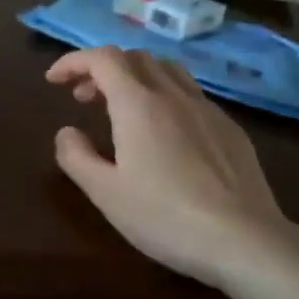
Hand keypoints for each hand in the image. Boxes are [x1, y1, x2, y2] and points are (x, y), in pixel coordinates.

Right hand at [47, 46, 296, 287]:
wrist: (244, 240)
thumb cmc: (165, 217)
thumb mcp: (105, 193)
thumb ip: (76, 157)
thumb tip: (67, 132)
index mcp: (138, 104)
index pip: (102, 59)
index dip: (73, 61)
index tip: (53, 80)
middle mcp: (174, 95)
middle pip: (135, 58)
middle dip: (102, 69)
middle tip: (83, 98)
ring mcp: (208, 110)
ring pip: (167, 70)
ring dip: (135, 77)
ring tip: (122, 107)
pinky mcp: (231, 129)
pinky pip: (191, 95)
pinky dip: (164, 96)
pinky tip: (164, 133)